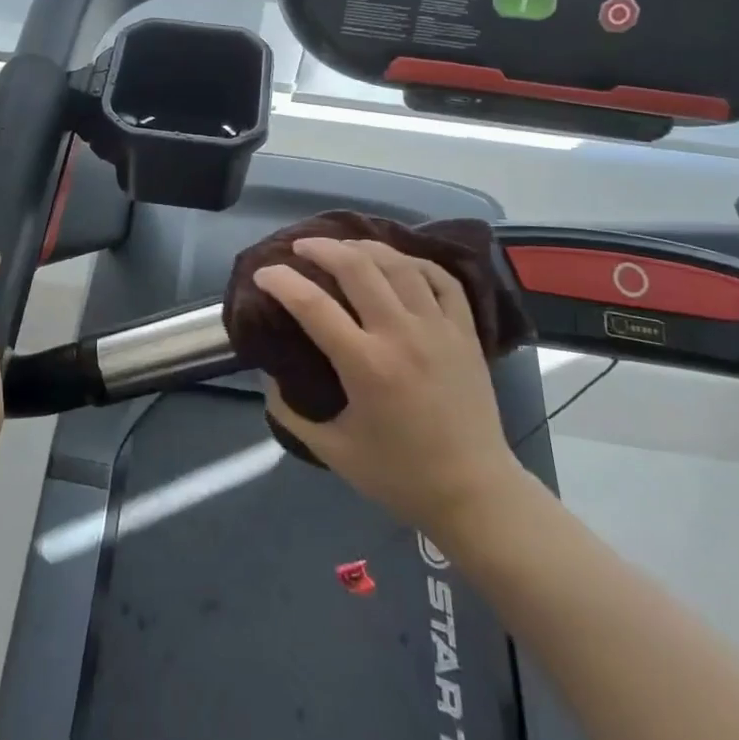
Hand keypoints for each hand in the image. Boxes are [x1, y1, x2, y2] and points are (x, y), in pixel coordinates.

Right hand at [258, 238, 527, 533]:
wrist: (475, 493)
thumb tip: (267, 376)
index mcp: (366, 365)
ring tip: (343, 246)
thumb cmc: (400, 475)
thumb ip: (291, 412)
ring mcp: (438, 328)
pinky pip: (441, 278)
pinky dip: (415, 261)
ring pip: (398, 264)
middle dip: (321, 248)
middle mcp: (401, 335)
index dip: (281, 281)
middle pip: (357, 267)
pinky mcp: (465, 331)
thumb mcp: (333, 451)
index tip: (263, 273)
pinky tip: (397, 261)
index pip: (312, 305)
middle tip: (300, 247)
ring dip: (364, 246)